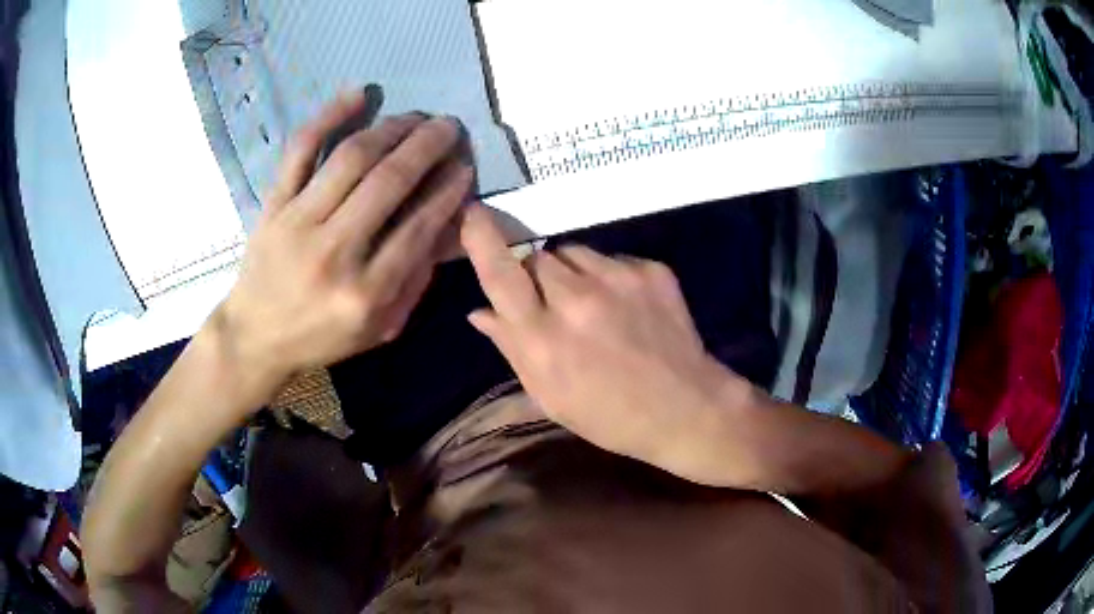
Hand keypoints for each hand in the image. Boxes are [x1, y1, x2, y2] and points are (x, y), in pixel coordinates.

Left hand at [209, 91, 472, 399]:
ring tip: (416, 117)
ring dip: (392, 128)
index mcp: (366, 293)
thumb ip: (418, 279)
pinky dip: (329, 116)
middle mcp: (334, 252)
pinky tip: (359, 94)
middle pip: (389, 181)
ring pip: (351, 158)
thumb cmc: (322, 336)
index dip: (448, 187)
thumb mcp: (381, 328)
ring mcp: (298, 223)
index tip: (465, 164)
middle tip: (449, 126)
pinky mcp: (273, 205)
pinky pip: (300, 150)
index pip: (419, 226)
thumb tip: (449, 224)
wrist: (255, 337)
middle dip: (428, 145)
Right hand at [461, 205, 741, 465]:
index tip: (473, 212)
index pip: (501, 275)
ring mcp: (619, 279)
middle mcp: (577, 300)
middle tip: (555, 306)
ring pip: (574, 252)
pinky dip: (610, 277)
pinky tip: (627, 308)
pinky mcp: (651, 270)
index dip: (482, 240)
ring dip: (573, 273)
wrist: (685, 408)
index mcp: (544, 338)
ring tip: (595, 307)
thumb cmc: (609, 415)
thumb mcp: (549, 396)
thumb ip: (511, 348)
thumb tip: (478, 311)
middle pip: (538, 257)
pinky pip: (613, 258)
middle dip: (537, 275)